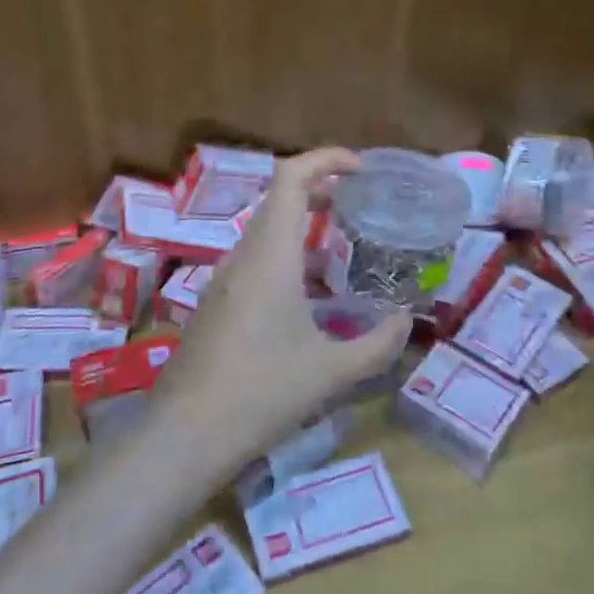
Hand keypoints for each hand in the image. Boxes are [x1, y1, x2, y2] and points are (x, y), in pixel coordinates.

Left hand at [157, 148, 411, 468]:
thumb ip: (379, 344)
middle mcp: (243, 256)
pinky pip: (255, 259)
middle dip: (322, 191)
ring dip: (303, 226)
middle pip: (279, 199)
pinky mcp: (215, 302)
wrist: (186, 434)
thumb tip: (407, 321)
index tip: (361, 169)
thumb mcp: (332, 372)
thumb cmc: (262, 392)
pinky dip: (287, 255)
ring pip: (266, 231)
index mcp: (270, 255)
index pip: (290, 177)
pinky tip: (309, 294)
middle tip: (361, 204)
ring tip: (344, 248)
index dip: (325, 159)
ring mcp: (223, 278)